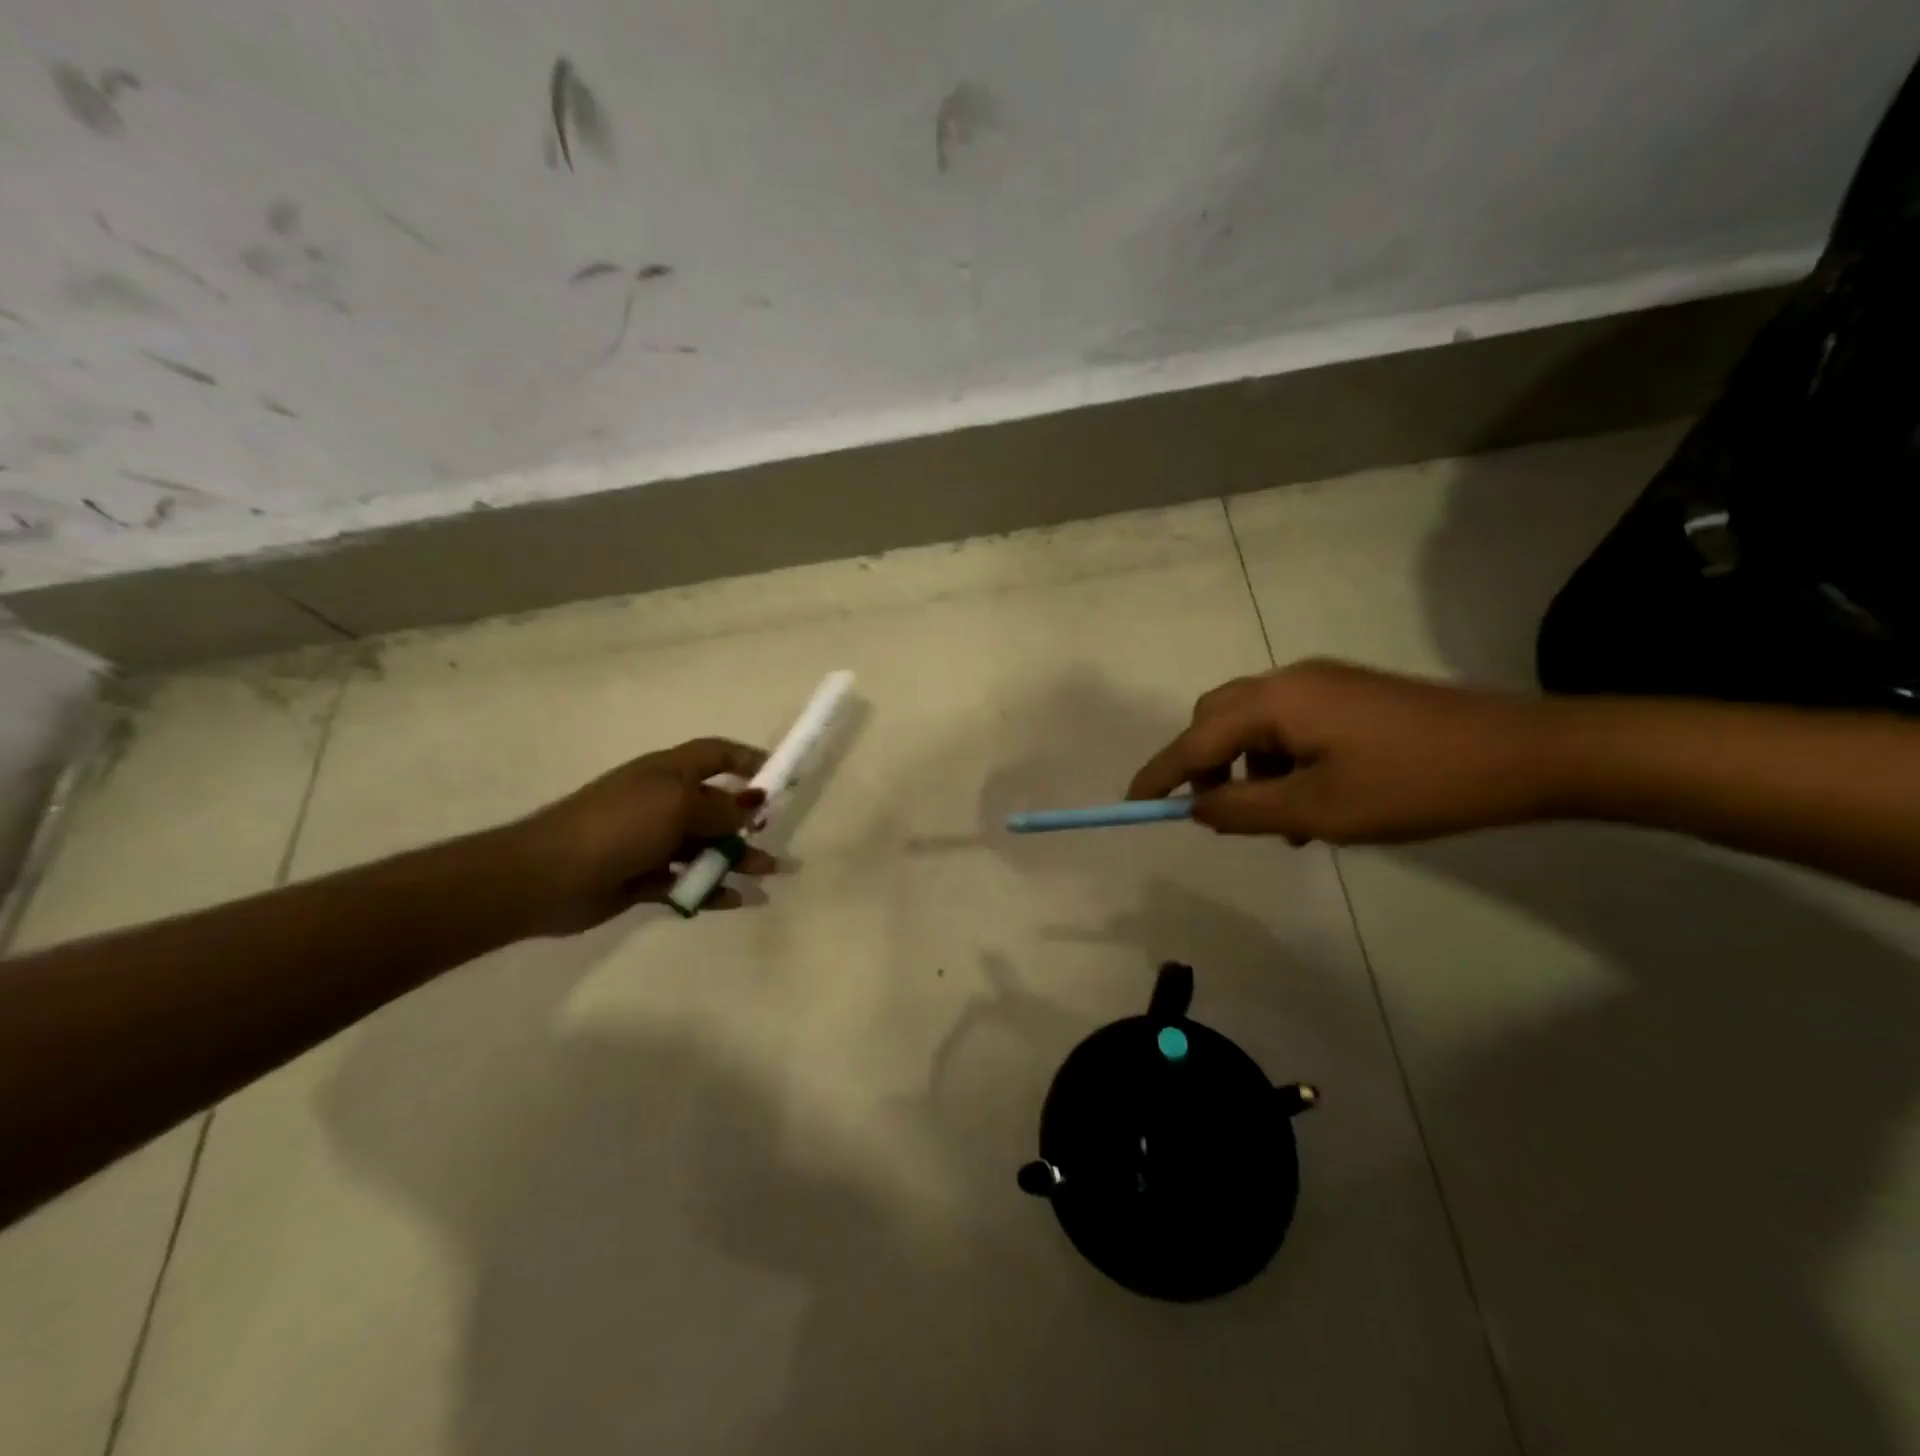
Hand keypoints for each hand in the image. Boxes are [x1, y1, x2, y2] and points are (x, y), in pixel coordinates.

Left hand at [511, 738, 778, 932]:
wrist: (547, 876)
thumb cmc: (619, 825)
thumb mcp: (677, 805)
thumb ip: (721, 807)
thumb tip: (755, 801)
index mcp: (669, 773)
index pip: (716, 755)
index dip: (749, 760)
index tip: (781, 779)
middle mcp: (663, 803)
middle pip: (716, 806)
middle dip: (749, 821)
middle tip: (774, 837)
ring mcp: (652, 842)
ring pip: (706, 847)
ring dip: (738, 859)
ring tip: (769, 874)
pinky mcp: (644, 878)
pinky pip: (687, 881)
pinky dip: (711, 888)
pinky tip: (736, 900)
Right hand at [1128, 659, 1558, 844]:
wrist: (1523, 754)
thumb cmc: (1412, 786)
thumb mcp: (1318, 810)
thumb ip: (1243, 809)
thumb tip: (1194, 807)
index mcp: (1275, 702)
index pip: (1195, 740)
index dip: (1160, 774)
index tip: (1133, 804)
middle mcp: (1289, 680)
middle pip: (1217, 719)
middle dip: (1203, 766)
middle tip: (1213, 813)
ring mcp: (1323, 683)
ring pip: (1254, 724)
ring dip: (1246, 768)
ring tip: (1277, 822)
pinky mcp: (1349, 694)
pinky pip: (1289, 725)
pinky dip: (1279, 760)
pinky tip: (1309, 799)